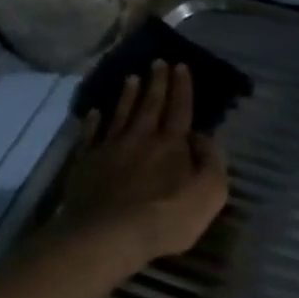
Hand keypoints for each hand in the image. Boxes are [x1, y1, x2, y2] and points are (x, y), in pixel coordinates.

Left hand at [56, 61, 229, 265]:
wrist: (109, 234)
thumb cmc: (167, 218)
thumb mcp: (210, 193)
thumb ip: (212, 162)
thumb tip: (205, 137)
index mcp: (172, 144)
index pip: (180, 109)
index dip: (182, 87)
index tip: (181, 66)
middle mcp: (141, 138)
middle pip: (150, 104)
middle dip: (156, 82)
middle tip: (158, 62)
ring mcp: (109, 148)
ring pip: (120, 114)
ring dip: (127, 95)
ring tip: (131, 78)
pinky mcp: (86, 163)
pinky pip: (90, 135)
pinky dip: (93, 121)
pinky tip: (95, 113)